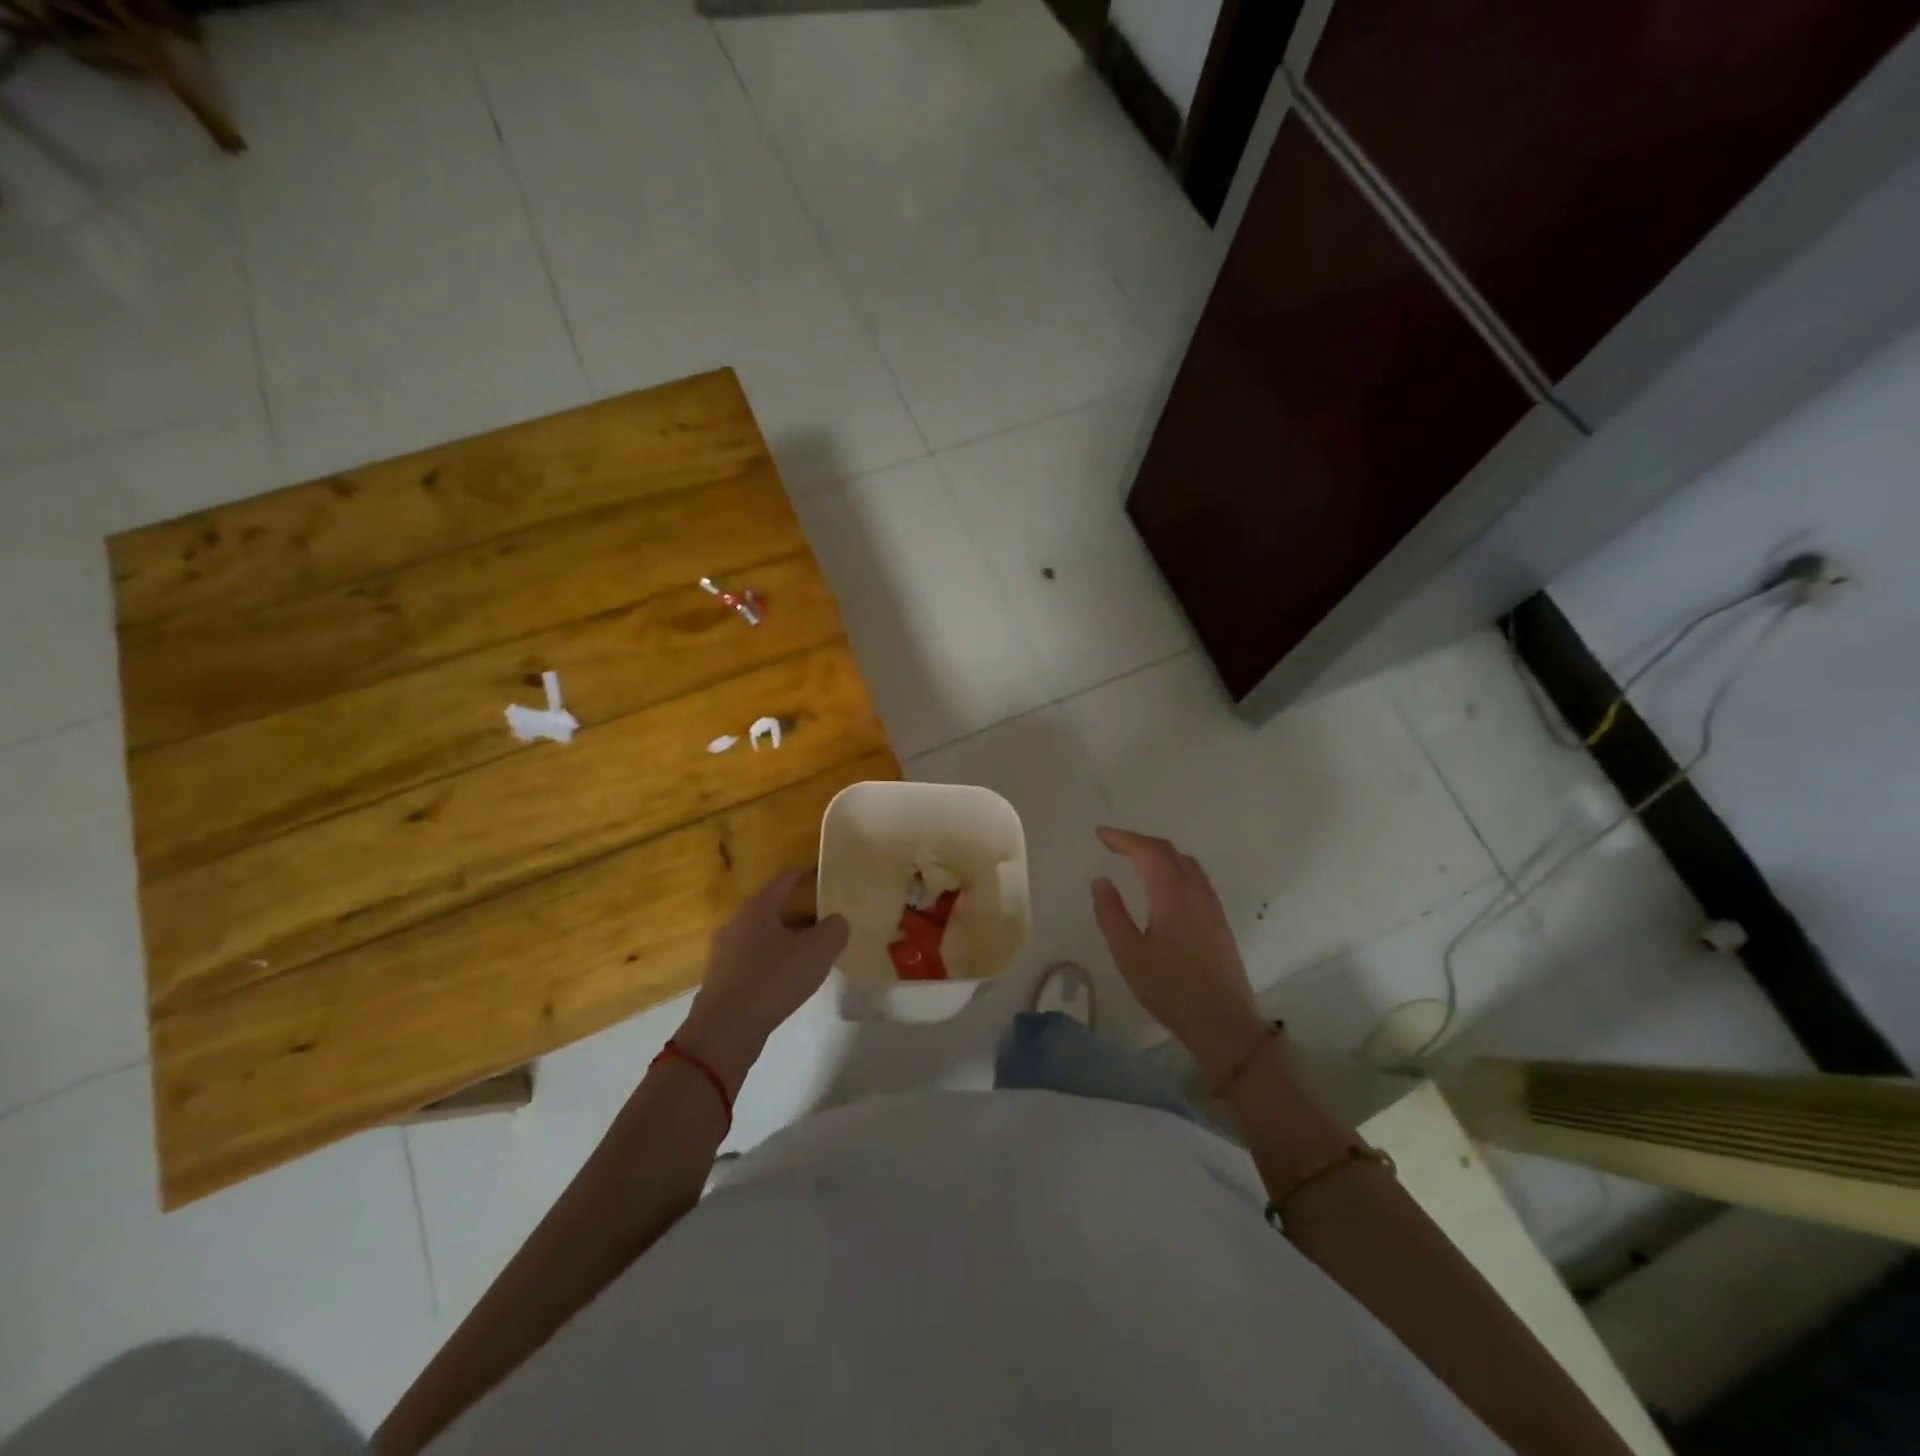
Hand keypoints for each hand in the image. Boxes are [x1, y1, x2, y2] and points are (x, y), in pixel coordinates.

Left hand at [676, 869, 848, 1097]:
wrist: (725, 1031)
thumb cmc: (773, 979)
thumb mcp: (817, 951)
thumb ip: (835, 929)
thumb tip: (836, 921)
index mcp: (758, 907)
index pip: (785, 879)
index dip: (806, 873)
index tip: (824, 872)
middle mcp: (738, 922)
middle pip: (775, 907)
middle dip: (803, 910)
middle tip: (829, 917)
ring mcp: (727, 952)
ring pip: (766, 935)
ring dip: (790, 938)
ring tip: (815, 950)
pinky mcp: (724, 978)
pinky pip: (757, 959)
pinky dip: (777, 960)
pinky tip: (792, 977)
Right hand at [1090, 827, 1267, 1084]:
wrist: (1224, 1023)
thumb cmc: (1170, 989)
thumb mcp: (1129, 953)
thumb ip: (1111, 913)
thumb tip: (1101, 880)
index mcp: (1172, 894)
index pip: (1148, 851)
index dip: (1123, 838)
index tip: (1100, 835)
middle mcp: (1196, 891)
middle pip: (1169, 851)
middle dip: (1140, 842)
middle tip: (1113, 843)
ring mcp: (1211, 905)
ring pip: (1186, 863)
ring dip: (1159, 853)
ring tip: (1135, 858)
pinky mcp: (1218, 920)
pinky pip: (1195, 877)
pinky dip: (1173, 867)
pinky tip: (1163, 884)